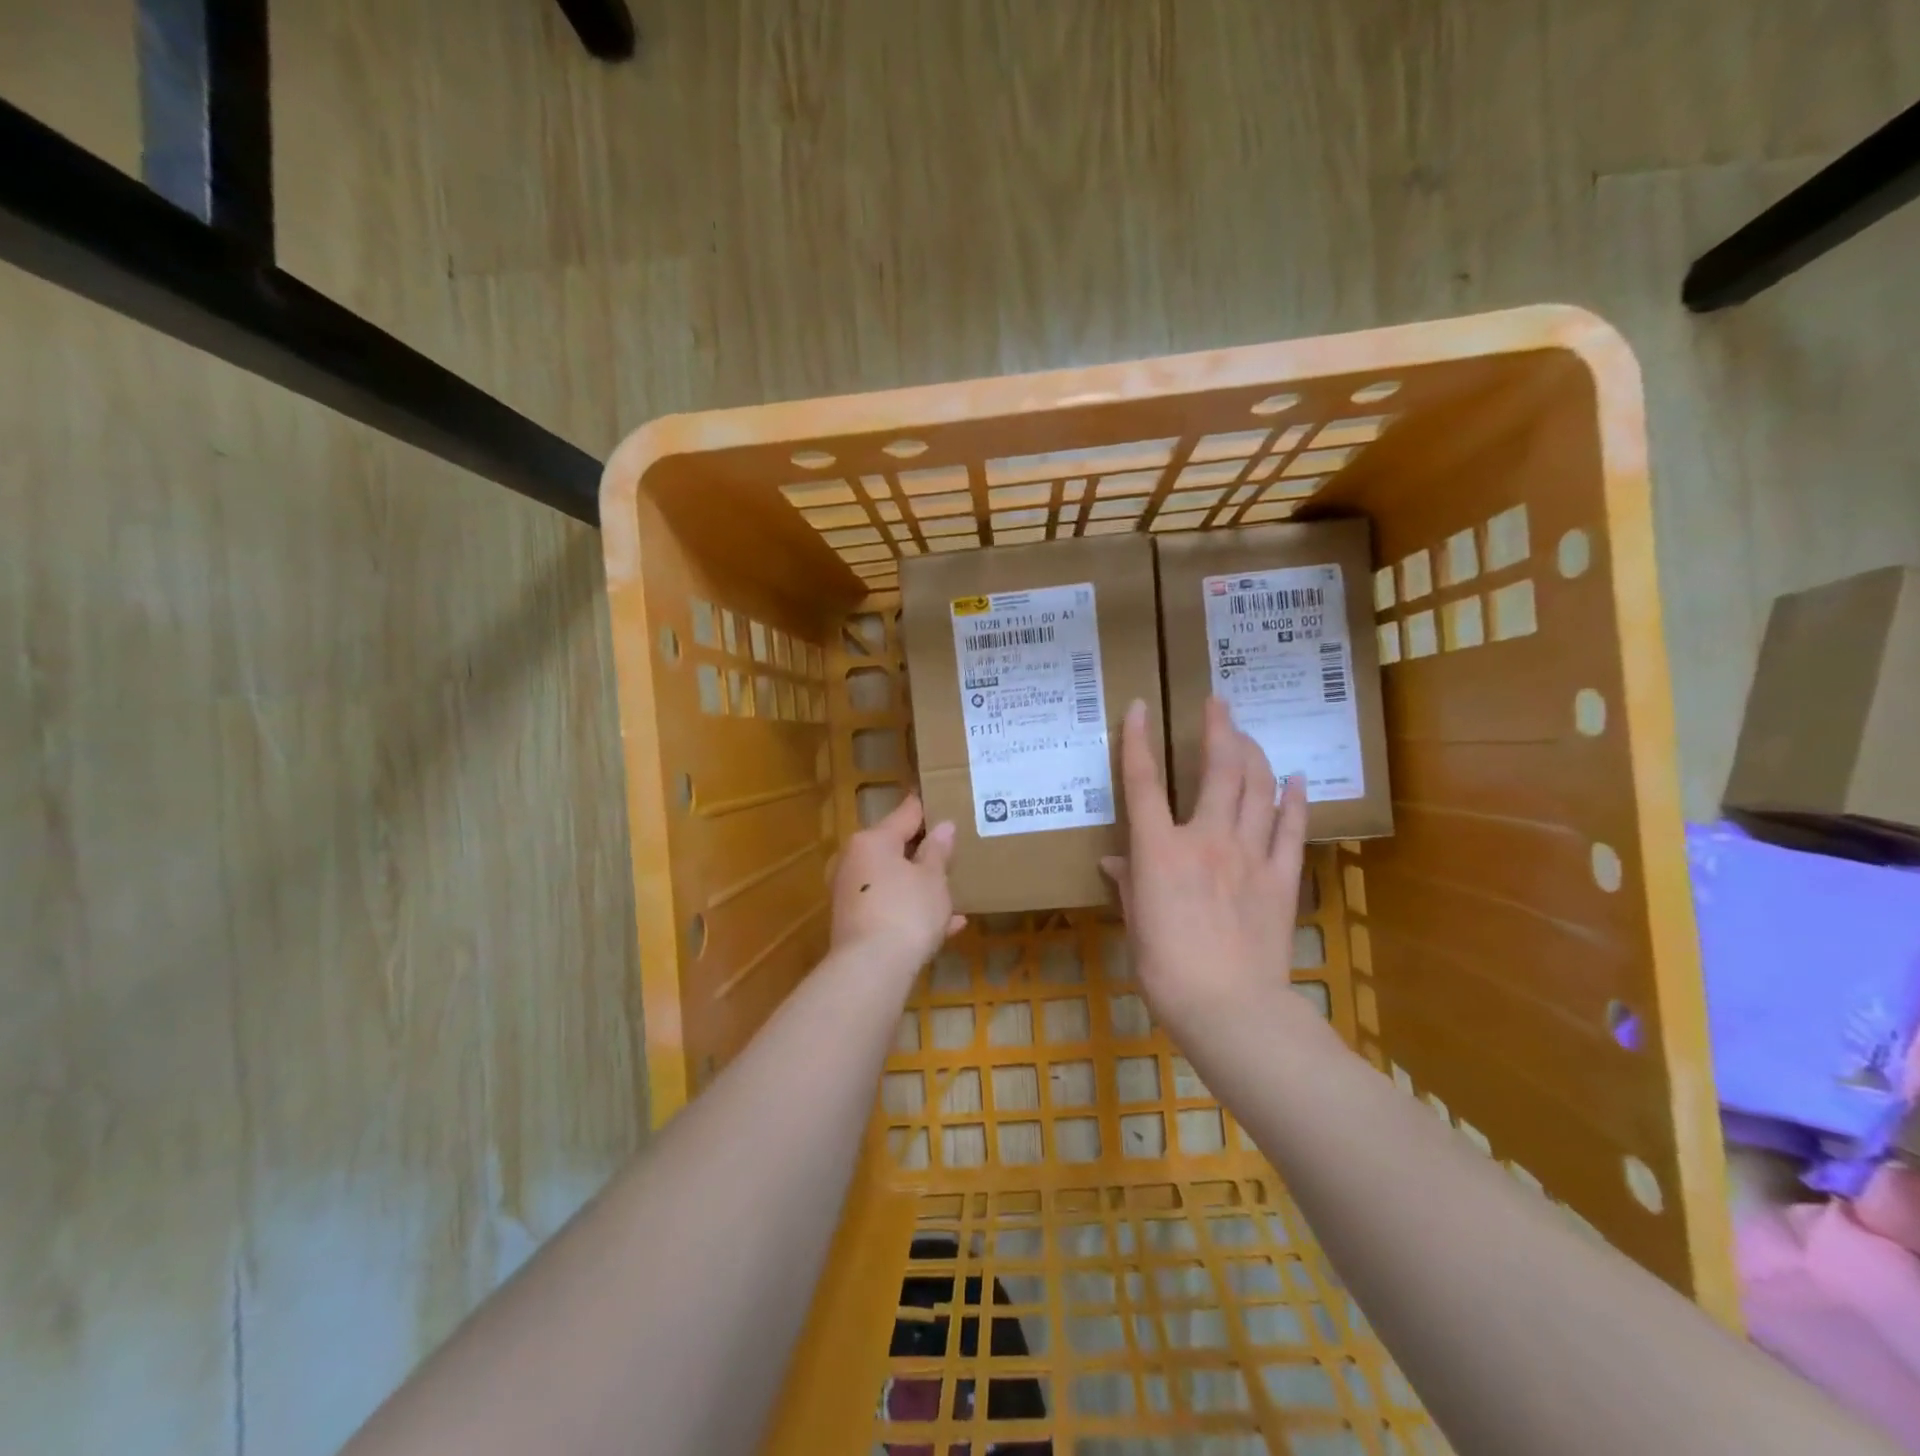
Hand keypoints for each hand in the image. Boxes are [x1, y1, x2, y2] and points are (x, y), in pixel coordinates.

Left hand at [830, 794, 966, 969]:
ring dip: (920, 885)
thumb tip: (944, 826)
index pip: (905, 814)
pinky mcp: (853, 923)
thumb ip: (938, 851)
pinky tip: (947, 925)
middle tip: (952, 850)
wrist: (871, 969)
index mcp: (873, 840)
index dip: (926, 808)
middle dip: (922, 852)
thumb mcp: (933, 878)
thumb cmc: (907, 911)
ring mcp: (850, 893)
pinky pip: (889, 907)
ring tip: (952, 890)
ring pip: (892, 880)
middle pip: (893, 848)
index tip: (942, 800)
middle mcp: (854, 861)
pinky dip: (912, 911)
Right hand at [1101, 697, 1311, 1043]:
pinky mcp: (1281, 877)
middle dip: (1219, 729)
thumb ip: (1128, 883)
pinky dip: (1294, 799)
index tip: (1139, 708)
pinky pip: (1291, 828)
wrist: (1229, 1007)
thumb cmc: (1166, 968)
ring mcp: (1249, 855)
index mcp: (1160, 850)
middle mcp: (1206, 839)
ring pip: (1258, 788)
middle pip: (1218, 770)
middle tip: (1219, 703)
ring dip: (1254, 753)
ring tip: (1249, 734)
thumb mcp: (1135, 923)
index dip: (1137, 740)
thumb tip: (1114, 861)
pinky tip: (1296, 778)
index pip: (1143, 783)